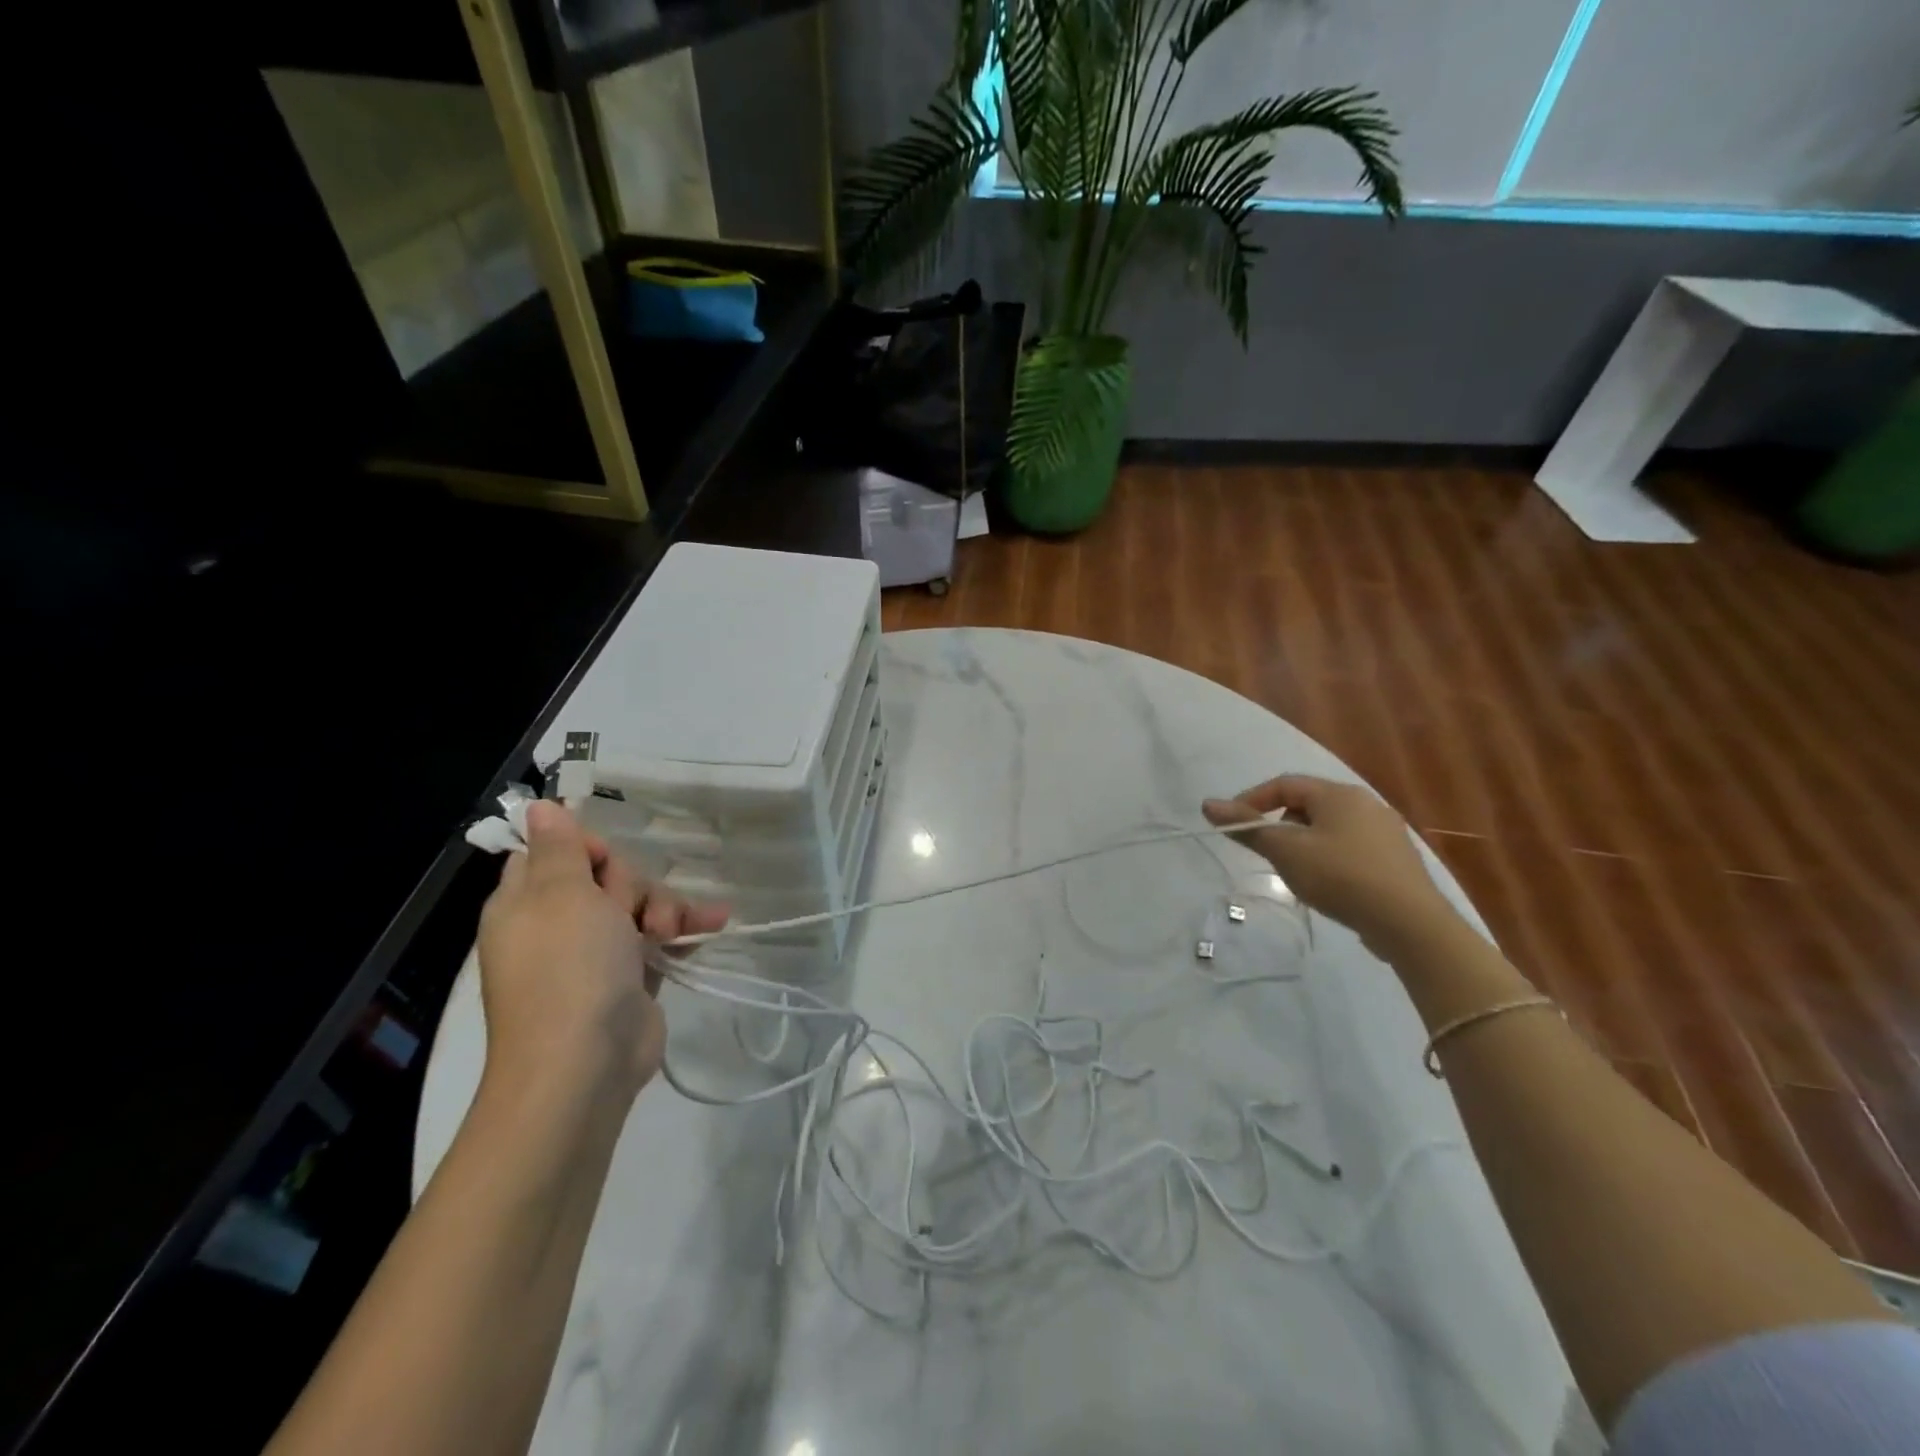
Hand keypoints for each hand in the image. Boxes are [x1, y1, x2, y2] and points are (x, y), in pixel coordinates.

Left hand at [476, 800, 726, 1102]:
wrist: (585, 1062)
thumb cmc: (568, 967)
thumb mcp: (561, 894)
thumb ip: (558, 848)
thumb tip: (537, 806)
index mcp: (527, 902)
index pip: (554, 852)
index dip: (587, 849)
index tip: (606, 863)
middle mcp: (558, 923)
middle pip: (607, 876)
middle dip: (633, 886)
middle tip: (631, 911)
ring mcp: (596, 952)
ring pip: (640, 904)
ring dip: (664, 908)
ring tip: (670, 932)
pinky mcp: (630, 976)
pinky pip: (661, 935)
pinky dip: (684, 928)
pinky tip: (714, 922)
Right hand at [1203, 775, 1454, 954]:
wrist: (1410, 923)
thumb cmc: (1340, 876)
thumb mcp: (1286, 851)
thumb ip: (1248, 827)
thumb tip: (1208, 804)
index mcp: (1339, 793)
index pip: (1285, 784)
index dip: (1252, 800)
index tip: (1233, 825)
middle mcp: (1366, 803)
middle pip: (1308, 804)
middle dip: (1279, 823)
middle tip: (1263, 850)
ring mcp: (1386, 832)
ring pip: (1329, 827)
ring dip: (1303, 842)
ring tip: (1292, 870)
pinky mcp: (1396, 860)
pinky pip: (1350, 847)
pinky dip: (1328, 857)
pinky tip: (1327, 884)